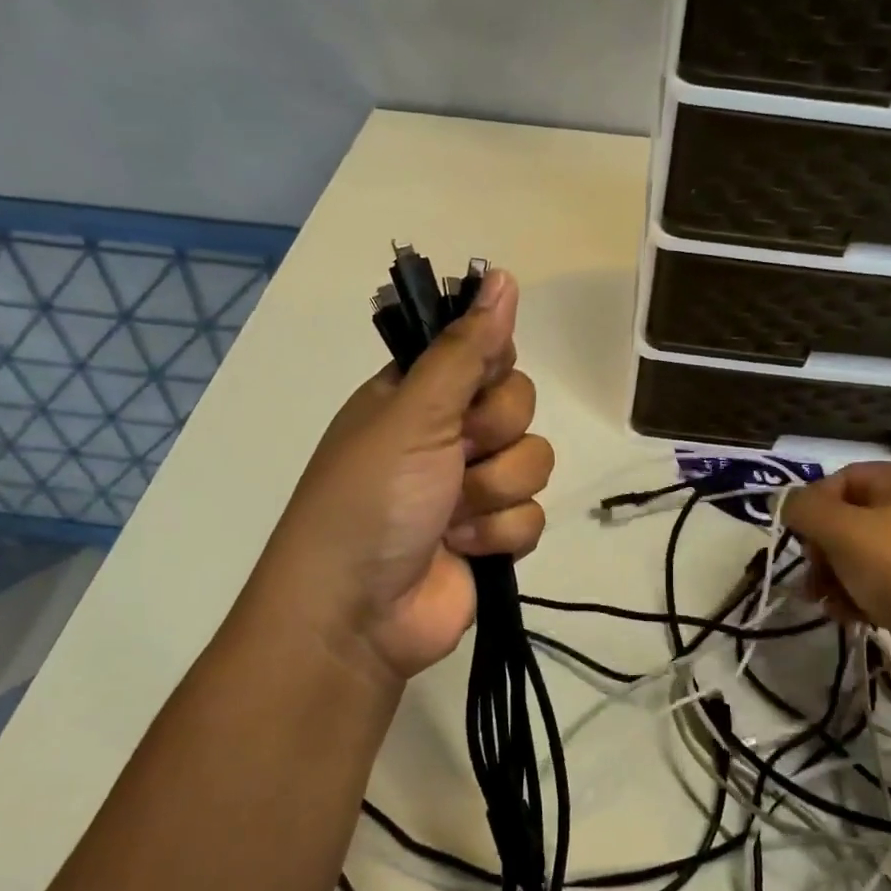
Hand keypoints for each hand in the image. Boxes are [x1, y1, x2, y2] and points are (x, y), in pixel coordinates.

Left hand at [259, 269, 553, 688]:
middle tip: (456, 455)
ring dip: (495, 492)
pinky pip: (532, 515)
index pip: (484, 353)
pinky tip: (465, 548)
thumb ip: (465, 350)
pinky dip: (500, 534)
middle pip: (518, 406)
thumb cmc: (371, 499)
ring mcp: (471, 488)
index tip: (477, 388)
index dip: (491, 368)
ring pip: (533, 461)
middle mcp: (446, 435)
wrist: (357, 614)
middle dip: (493, 436)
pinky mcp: (492, 536)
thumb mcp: (414, 414)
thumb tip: (505, 276)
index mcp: (417, 396)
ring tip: (452, 516)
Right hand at [782, 463, 890, 699]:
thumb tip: (785, 502)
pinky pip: (878, 587)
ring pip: (859, 557)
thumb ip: (804, 508)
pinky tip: (848, 617)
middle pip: (849, 519)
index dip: (815, 502)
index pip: (845, 478)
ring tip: (825, 602)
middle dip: (822, 548)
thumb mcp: (842, 529)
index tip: (798, 533)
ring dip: (832, 578)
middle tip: (813, 572)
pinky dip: (856, 598)